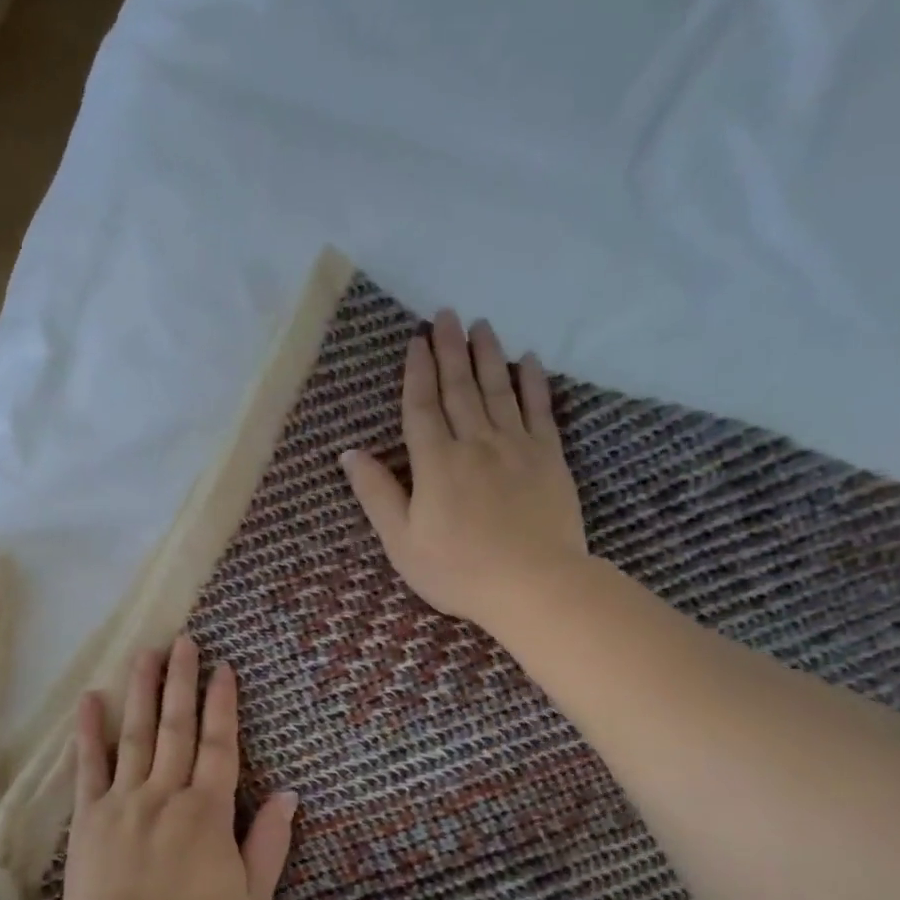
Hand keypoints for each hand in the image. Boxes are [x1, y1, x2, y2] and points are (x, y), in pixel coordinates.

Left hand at [61, 635, 297, 899]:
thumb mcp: (251, 898)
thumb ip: (270, 843)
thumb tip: (290, 795)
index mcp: (208, 811)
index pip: (219, 745)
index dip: (222, 704)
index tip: (223, 668)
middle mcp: (167, 793)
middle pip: (177, 727)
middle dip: (182, 681)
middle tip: (184, 642)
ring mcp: (124, 800)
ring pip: (136, 734)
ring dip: (142, 691)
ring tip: (146, 653)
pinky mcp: (89, 815)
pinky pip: (89, 766)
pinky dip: (90, 731)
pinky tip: (91, 699)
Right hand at [340, 310, 587, 630]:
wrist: (534, 585)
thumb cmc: (457, 570)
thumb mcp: (401, 541)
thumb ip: (377, 494)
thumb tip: (349, 454)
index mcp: (435, 463)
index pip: (422, 408)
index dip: (417, 373)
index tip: (416, 342)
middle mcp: (475, 443)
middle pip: (459, 389)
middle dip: (450, 350)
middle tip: (446, 315)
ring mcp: (516, 447)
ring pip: (498, 391)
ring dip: (488, 355)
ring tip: (482, 324)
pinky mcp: (549, 458)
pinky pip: (540, 410)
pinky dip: (533, 383)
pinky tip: (529, 361)